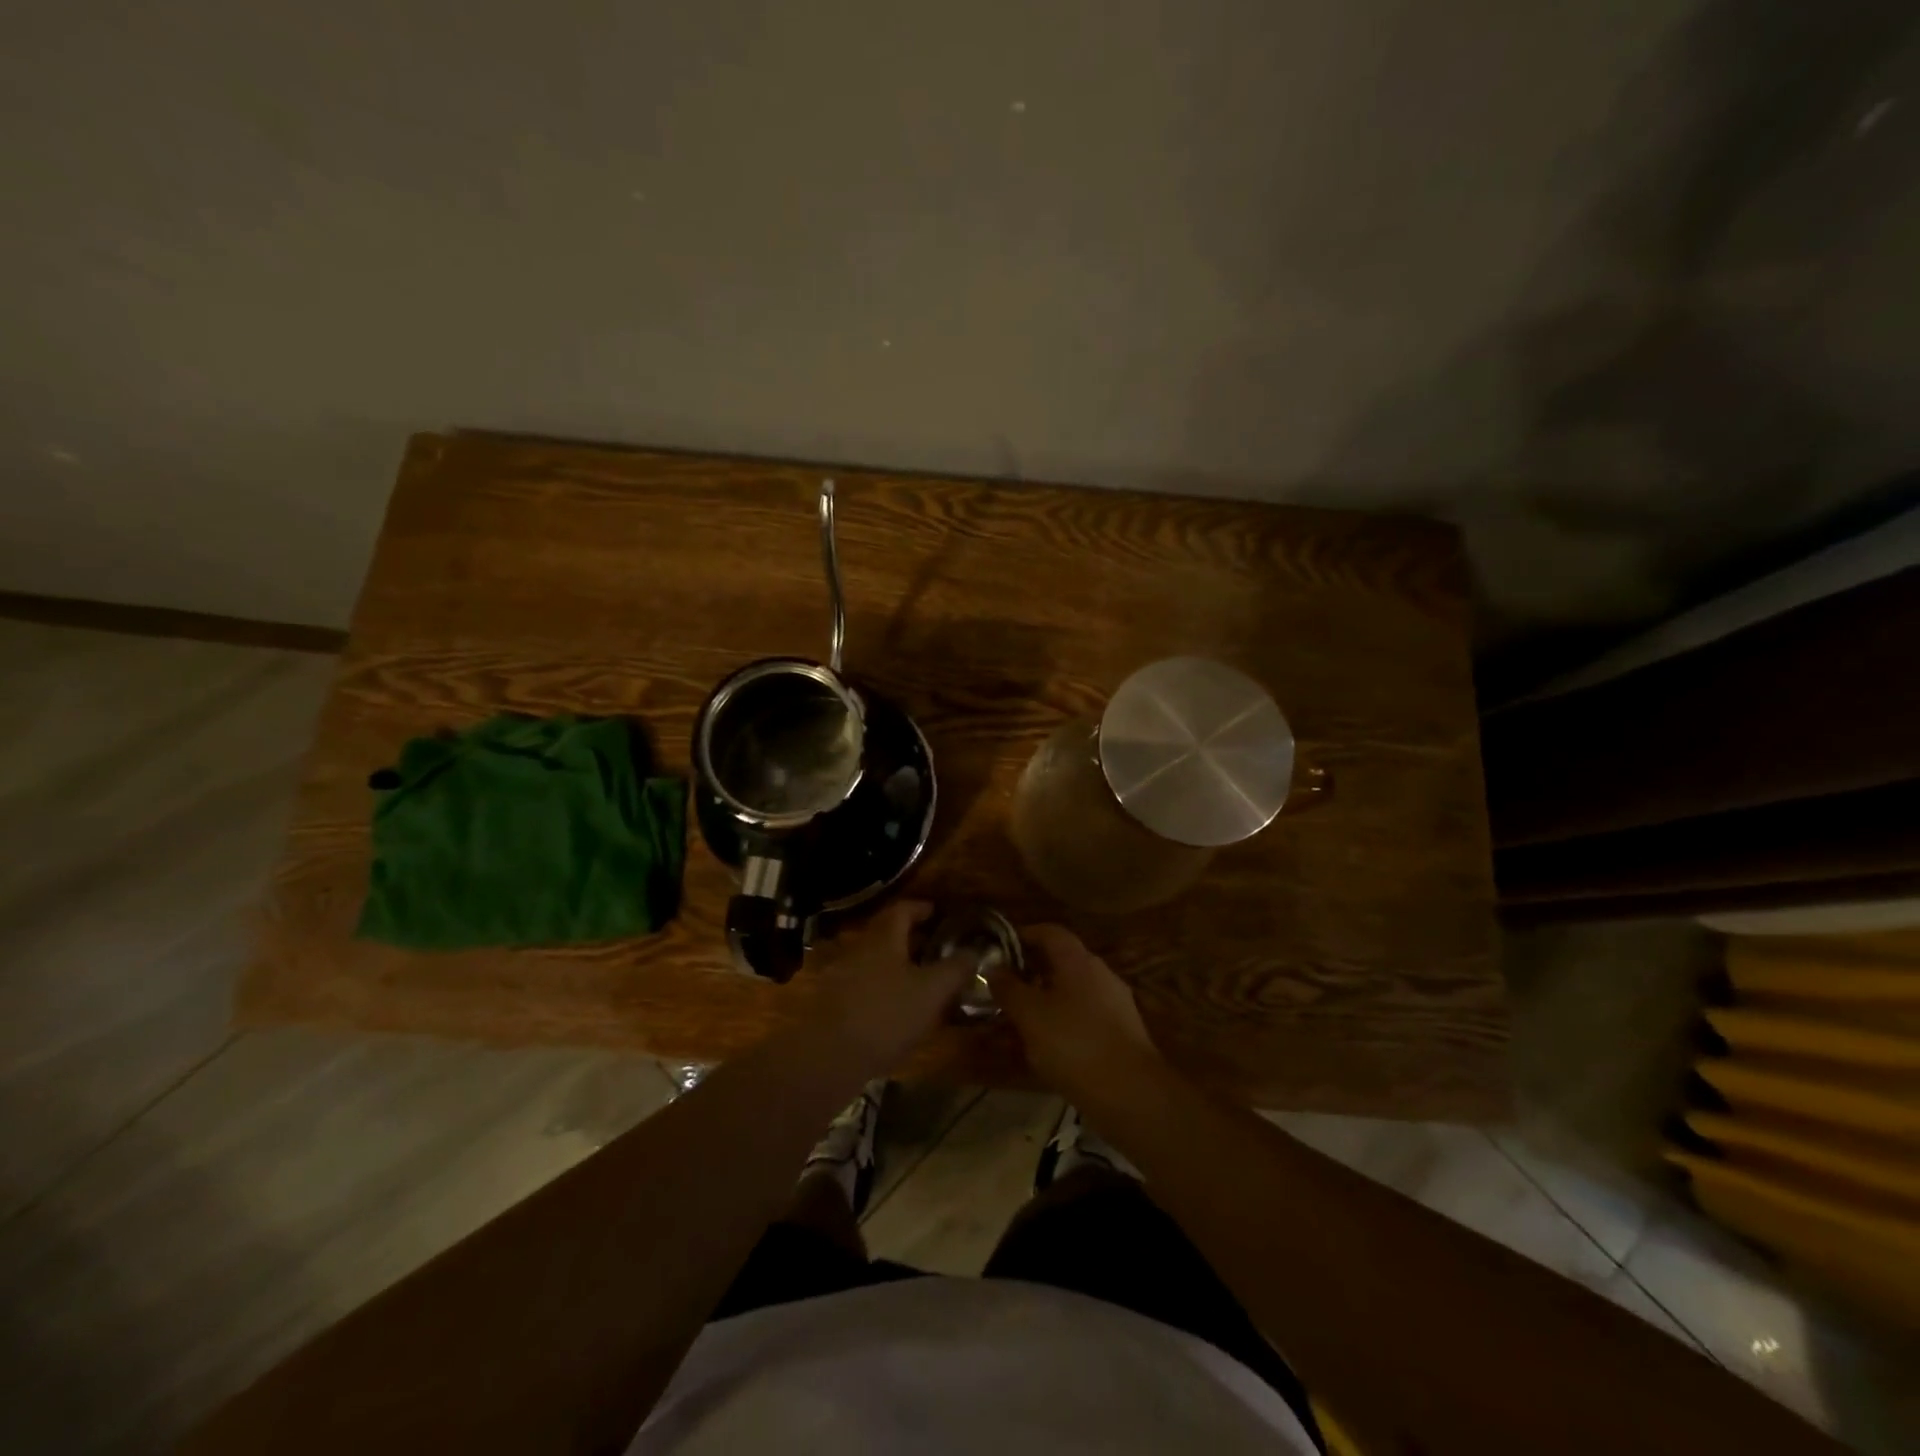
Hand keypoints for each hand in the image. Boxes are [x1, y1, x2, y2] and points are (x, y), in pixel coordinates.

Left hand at [805, 902, 973, 1076]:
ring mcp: (840, 975)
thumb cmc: (886, 1014)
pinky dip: (881, 987)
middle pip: (885, 934)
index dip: (920, 908)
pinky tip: (894, 1007)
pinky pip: (862, 984)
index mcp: (883, 938)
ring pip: (874, 960)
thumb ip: (955, 968)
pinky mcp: (832, 1003)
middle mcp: (859, 948)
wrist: (829, 1055)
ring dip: (895, 964)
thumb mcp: (932, 991)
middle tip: (934, 947)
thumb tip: (975, 950)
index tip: (937, 912)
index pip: (901, 910)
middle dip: (910, 937)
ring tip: (918, 979)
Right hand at [988, 925, 1161, 1099]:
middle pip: (1062, 961)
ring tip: (1021, 1020)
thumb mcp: (1030, 1015)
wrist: (1132, 1094)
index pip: (1049, 932)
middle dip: (1032, 971)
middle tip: (1005, 988)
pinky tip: (1049, 1046)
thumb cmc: (1074, 1044)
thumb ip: (1009, 988)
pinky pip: (1085, 1016)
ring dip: (1047, 999)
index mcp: (1078, 960)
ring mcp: (1116, 1003)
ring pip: (1073, 991)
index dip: (1023, 935)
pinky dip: (1064, 1022)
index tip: (999, 949)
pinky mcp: (1123, 1032)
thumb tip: (994, 968)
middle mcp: (1101, 973)